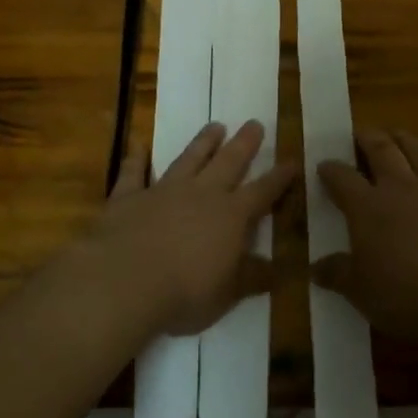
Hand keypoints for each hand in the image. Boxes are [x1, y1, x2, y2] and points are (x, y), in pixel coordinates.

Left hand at [84, 120, 294, 337]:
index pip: (262, 192)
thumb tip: (279, 269)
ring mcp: (164, 191)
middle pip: (229, 162)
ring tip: (215, 126)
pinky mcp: (129, 197)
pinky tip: (137, 145)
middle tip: (254, 123)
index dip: (279, 178)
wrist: (125, 281)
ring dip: (203, 142)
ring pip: (189, 159)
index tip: (292, 161)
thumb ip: (252, 277)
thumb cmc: (184, 293)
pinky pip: (133, 172)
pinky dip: (135, 159)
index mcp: (231, 216)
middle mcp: (201, 194)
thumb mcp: (228, 294)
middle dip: (244, 144)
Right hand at [313, 129, 417, 340]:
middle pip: (381, 150)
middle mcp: (401, 187)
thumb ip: (338, 275)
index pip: (342, 179)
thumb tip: (314, 268)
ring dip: (406, 140)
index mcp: (368, 207)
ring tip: (398, 135)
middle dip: (368, 138)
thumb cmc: (406, 294)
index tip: (324, 165)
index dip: (331, 169)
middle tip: (361, 132)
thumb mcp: (361, 292)